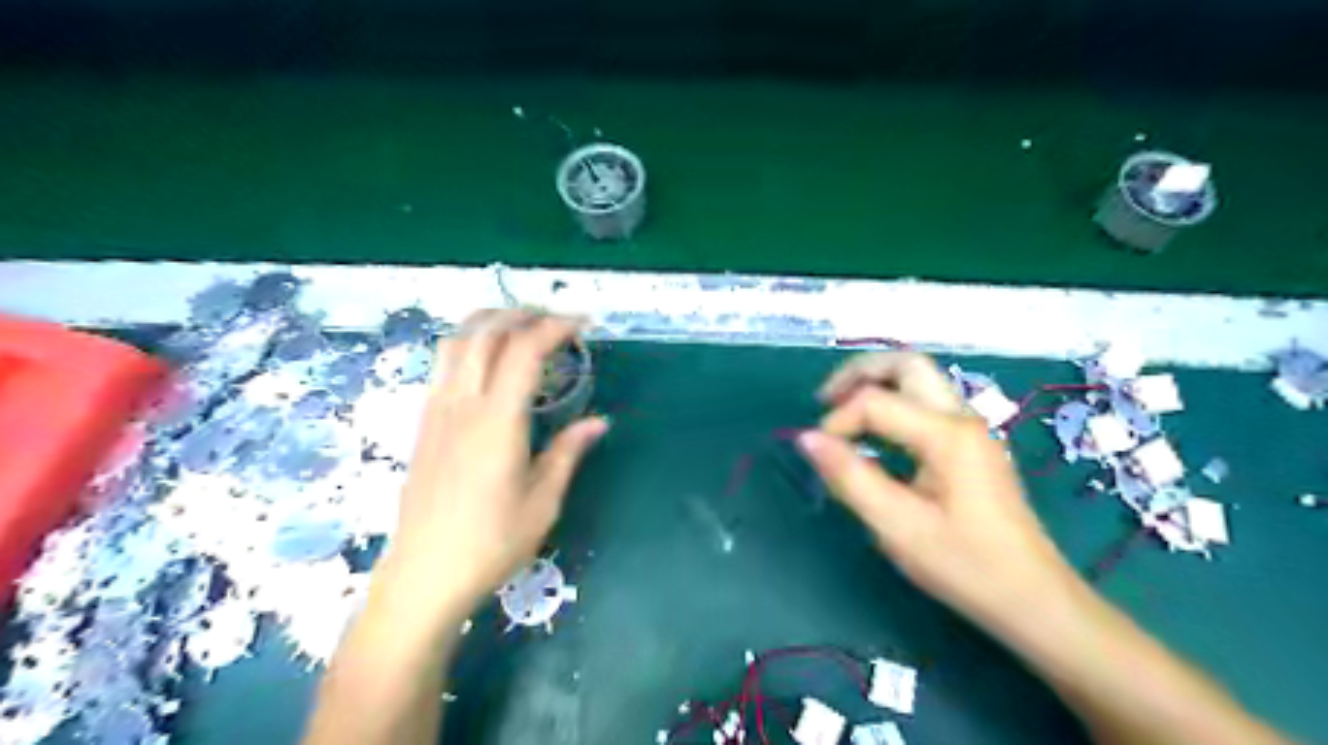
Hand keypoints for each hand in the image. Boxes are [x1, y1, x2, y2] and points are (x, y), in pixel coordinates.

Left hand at [378, 310, 603, 613]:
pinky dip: (468, 343)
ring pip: (456, 341)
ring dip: (490, 321)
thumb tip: (598, 421)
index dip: (555, 328)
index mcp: (497, 422)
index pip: (524, 351)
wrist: (424, 575)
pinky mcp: (424, 423)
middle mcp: (462, 405)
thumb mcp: (543, 502)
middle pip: (486, 333)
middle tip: (556, 321)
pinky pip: (442, 364)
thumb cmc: (491, 543)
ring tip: (520, 326)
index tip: (583, 325)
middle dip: (524, 314)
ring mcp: (436, 411)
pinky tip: (486, 360)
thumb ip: (568, 452)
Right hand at [791, 351, 1081, 631]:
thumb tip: (807, 438)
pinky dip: (892, 404)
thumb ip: (850, 477)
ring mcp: (971, 429)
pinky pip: (926, 404)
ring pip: (918, 379)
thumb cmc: (966, 566)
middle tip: (825, 401)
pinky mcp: (971, 445)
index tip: (822, 456)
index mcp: (947, 434)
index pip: (876, 401)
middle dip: (859, 373)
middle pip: (907, 364)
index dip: (838, 421)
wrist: (1035, 600)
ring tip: (842, 414)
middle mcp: (962, 418)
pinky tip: (874, 435)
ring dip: (876, 385)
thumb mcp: (897, 526)